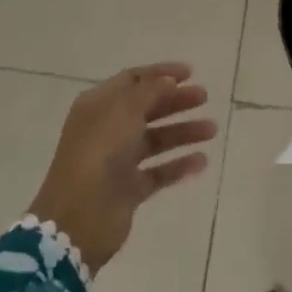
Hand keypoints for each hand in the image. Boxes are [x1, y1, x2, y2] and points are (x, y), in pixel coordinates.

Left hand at [28, 63, 217, 273]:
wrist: (79, 218)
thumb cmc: (99, 153)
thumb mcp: (124, 111)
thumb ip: (149, 92)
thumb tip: (168, 81)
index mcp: (99, 106)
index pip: (132, 80)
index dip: (160, 74)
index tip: (191, 73)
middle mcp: (107, 130)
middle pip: (147, 108)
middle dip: (176, 101)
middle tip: (204, 98)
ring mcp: (117, 161)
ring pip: (155, 140)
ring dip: (183, 132)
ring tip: (211, 130)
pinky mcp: (128, 190)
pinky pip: (158, 172)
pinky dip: (179, 165)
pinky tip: (202, 161)